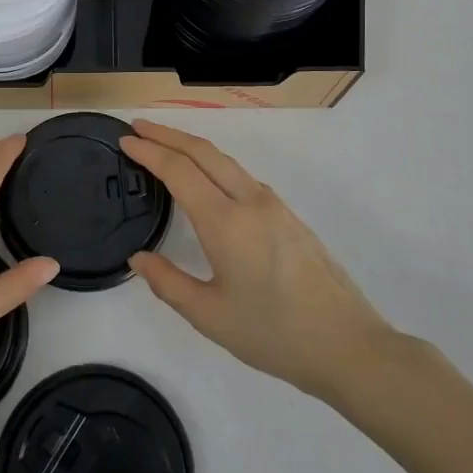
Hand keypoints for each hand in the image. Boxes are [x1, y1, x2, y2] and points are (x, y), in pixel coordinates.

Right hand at [122, 121, 400, 402]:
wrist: (347, 345)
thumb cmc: (273, 334)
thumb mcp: (210, 316)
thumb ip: (168, 283)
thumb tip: (139, 258)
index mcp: (226, 222)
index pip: (180, 171)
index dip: (149, 151)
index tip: (125, 140)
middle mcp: (250, 202)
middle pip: (204, 152)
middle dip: (169, 134)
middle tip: (139, 127)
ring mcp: (274, 206)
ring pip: (226, 162)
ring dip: (193, 147)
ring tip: (166, 147)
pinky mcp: (289, 217)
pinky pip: (243, 177)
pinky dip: (215, 165)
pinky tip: (208, 180)